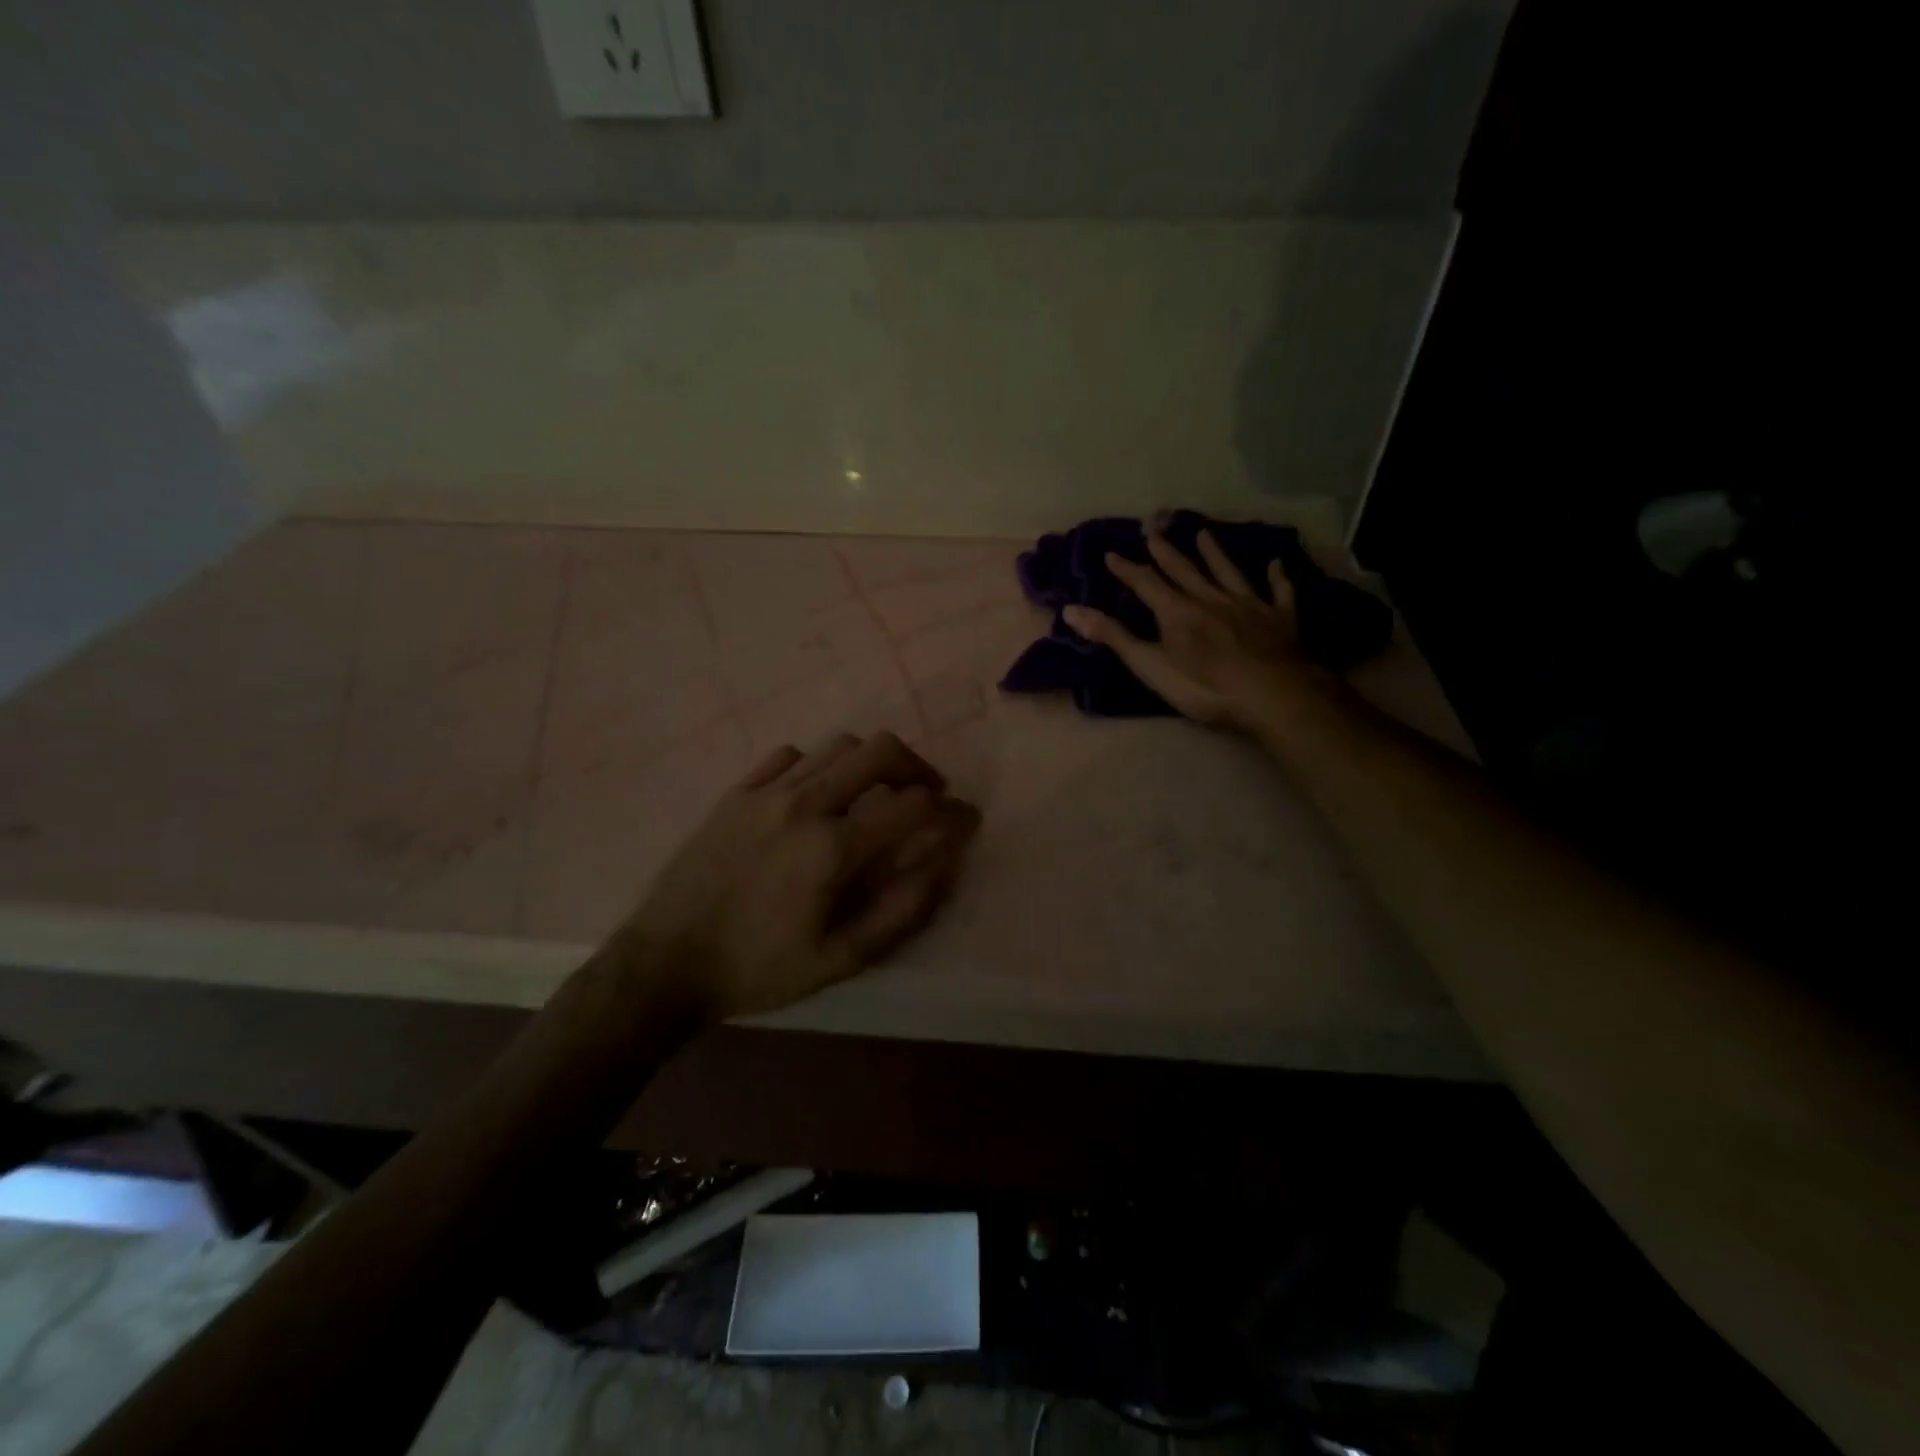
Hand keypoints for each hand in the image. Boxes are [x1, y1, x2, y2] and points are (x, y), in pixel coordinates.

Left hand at [615, 731, 980, 1020]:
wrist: (666, 963)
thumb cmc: (758, 968)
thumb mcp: (839, 959)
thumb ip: (901, 910)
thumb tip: (945, 864)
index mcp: (832, 848)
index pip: (913, 806)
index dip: (950, 810)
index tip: (966, 820)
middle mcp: (804, 804)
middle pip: (879, 750)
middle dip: (917, 766)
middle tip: (926, 794)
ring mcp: (765, 792)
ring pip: (836, 746)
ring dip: (870, 762)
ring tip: (876, 792)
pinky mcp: (736, 792)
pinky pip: (788, 755)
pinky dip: (816, 766)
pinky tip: (815, 794)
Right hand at [1062, 526, 1328, 732]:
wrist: (1272, 694)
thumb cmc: (1205, 686)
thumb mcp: (1150, 666)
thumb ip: (1114, 637)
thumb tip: (1071, 610)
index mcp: (1177, 611)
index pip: (1146, 583)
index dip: (1128, 569)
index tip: (1112, 553)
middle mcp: (1211, 598)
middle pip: (1185, 570)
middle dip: (1166, 551)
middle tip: (1154, 529)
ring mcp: (1249, 605)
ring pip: (1227, 572)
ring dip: (1214, 553)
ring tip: (1204, 534)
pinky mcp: (1281, 618)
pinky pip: (1278, 591)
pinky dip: (1276, 577)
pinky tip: (1276, 564)